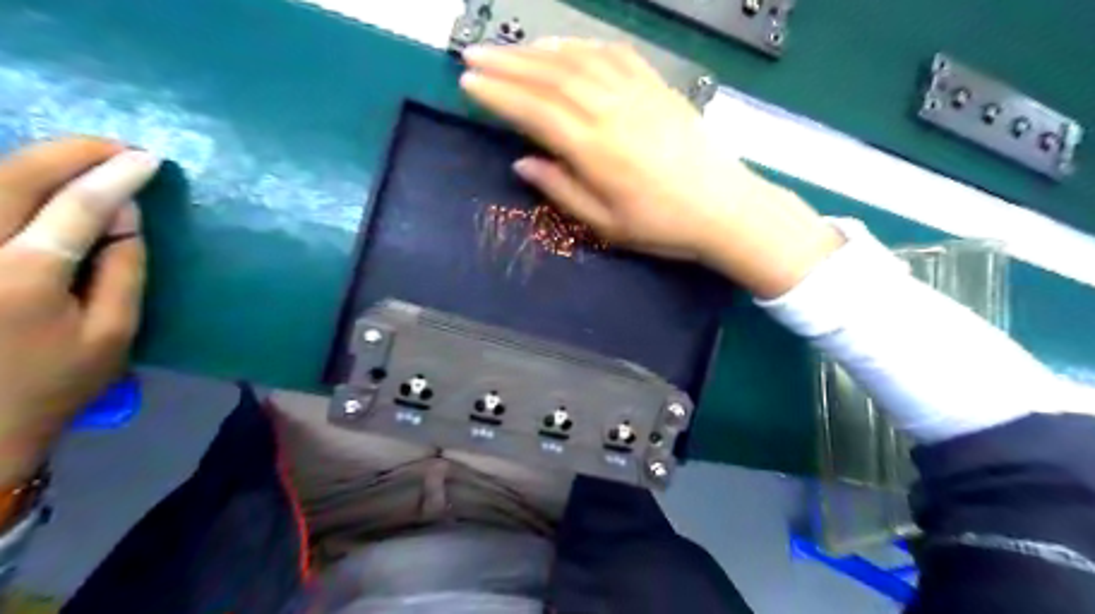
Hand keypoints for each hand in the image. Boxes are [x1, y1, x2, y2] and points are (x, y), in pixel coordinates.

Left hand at [0, 139, 158, 489]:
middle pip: (11, 178)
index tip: (149, 158)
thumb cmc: (53, 383)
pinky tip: (30, 179)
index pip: (76, 207)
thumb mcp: (114, 333)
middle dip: (69, 152)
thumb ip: (123, 268)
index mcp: (21, 278)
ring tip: (81, 156)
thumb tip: (125, 212)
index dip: (115, 176)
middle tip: (115, 146)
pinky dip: (3, 183)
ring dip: (32, 159)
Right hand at [458, 37, 840, 297]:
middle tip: (474, 55)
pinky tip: (565, 47)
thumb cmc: (661, 225)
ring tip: (510, 50)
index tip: (469, 83)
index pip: (535, 111)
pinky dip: (583, 47)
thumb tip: (523, 162)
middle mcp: (612, 110)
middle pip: (550, 77)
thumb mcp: (605, 224)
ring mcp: (638, 93)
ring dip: (538, 51)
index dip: (498, 95)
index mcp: (595, 149)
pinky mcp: (658, 86)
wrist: (724, 208)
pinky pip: (615, 55)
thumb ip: (561, 189)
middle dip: (506, 64)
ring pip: (578, 60)